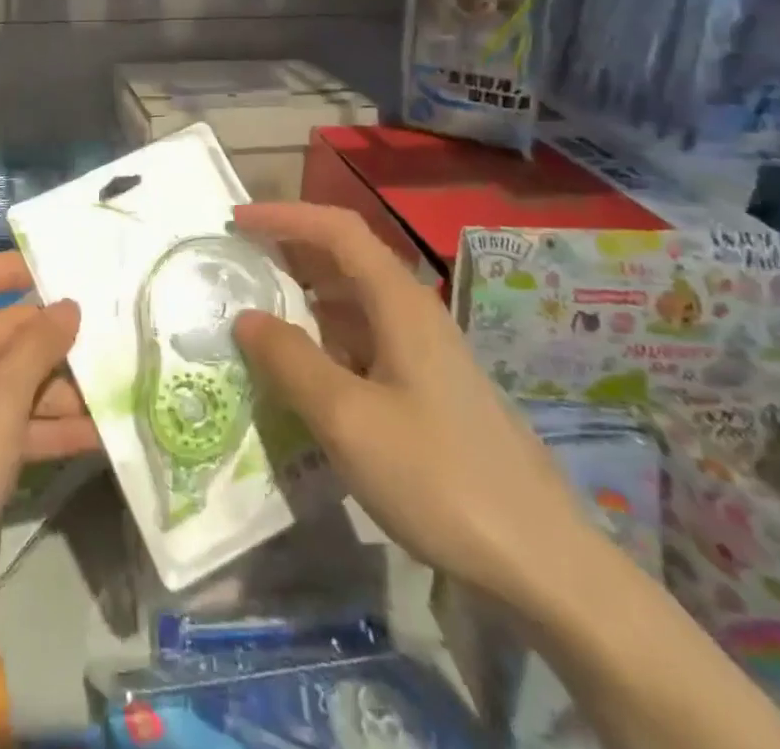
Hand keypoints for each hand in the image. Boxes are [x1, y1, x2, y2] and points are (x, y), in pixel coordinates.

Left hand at [0, 252, 95, 607]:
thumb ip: (37, 350)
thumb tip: (67, 305)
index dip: (11, 268)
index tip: (61, 273)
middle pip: (3, 333)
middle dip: (55, 342)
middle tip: (113, 342)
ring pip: (11, 383)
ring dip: (59, 392)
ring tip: (117, 394)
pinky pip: (7, 424)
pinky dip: (44, 430)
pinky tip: (96, 438)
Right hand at [231, 202, 588, 602]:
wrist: (543, 564)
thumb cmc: (439, 478)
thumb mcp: (348, 419)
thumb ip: (290, 361)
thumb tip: (246, 317)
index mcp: (400, 303)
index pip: (337, 230)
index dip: (285, 215)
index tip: (236, 219)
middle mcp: (414, 315)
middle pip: (346, 258)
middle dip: (290, 250)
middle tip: (238, 262)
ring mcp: (424, 354)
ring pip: (354, 304)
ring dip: (305, 297)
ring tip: (256, 313)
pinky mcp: (427, 391)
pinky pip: (364, 343)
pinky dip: (324, 340)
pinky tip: (301, 372)